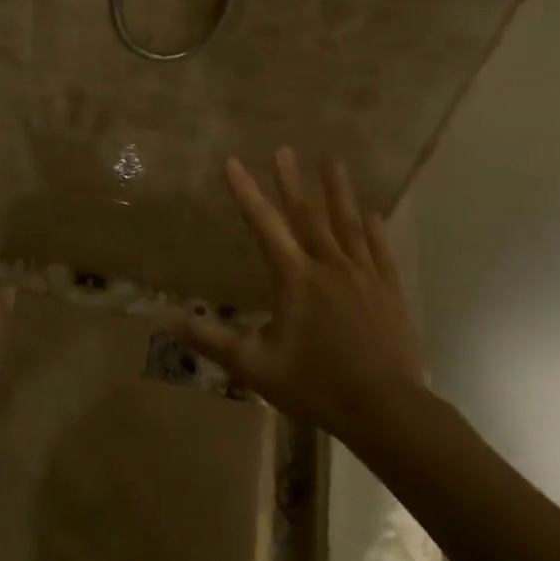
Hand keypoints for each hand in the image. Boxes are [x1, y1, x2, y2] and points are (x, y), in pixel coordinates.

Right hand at [183, 149, 424, 438]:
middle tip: (284, 150)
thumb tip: (170, 320)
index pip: (264, 226)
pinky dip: (375, 231)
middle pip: (307, 215)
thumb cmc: (317, 386)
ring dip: (338, 192)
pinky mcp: (389, 292)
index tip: (233, 162)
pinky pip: (381, 252)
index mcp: (295, 279)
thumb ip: (214, 341)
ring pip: (348, 225)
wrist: (386, 410)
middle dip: (292, 181)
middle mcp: (329, 266)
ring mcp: (364, 276)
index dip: (246, 193)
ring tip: (333, 163)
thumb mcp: (256, 367)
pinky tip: (374, 215)